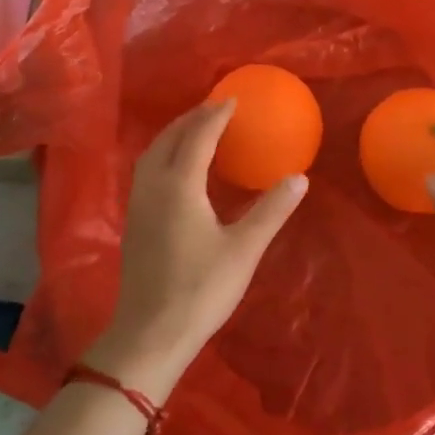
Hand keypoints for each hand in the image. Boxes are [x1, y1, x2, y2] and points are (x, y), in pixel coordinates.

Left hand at [85, 99, 307, 400]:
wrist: (150, 335)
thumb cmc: (200, 290)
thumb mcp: (244, 250)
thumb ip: (271, 210)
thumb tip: (300, 177)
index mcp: (179, 187)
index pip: (198, 137)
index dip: (216, 115)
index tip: (233, 99)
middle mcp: (153, 187)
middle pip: (168, 138)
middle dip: (192, 118)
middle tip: (216, 108)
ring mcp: (138, 205)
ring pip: (152, 154)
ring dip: (174, 134)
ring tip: (197, 130)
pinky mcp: (134, 222)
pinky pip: (147, 171)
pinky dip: (164, 155)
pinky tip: (179, 169)